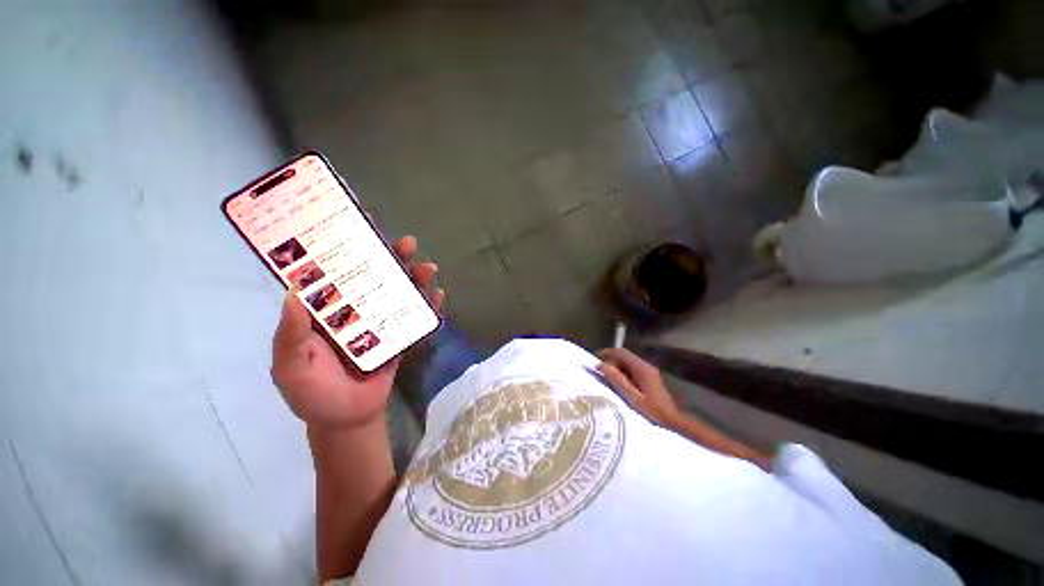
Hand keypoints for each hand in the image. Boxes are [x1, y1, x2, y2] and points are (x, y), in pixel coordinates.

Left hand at [271, 236, 444, 429]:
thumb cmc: (313, 394)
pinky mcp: (401, 335)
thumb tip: (293, 293)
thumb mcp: (290, 367)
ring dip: (415, 277)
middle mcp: (355, 309)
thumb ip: (290, 335)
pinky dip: (429, 305)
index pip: (336, 272)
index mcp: (326, 310)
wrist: (347, 419)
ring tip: (428, 267)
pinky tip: (438, 295)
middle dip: (392, 257)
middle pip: (376, 275)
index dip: (347, 248)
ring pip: (400, 292)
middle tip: (407, 243)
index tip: (361, 227)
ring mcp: (381, 321)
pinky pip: (416, 316)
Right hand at [597, 348, 681, 426]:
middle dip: (610, 360)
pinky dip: (621, 372)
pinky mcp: (649, 378)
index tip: (595, 358)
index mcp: (642, 368)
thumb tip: (601, 366)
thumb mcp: (633, 398)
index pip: (622, 353)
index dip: (607, 353)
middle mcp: (645, 366)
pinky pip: (631, 369)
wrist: (673, 422)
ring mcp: (648, 371)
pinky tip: (616, 382)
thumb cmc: (653, 411)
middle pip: (624, 356)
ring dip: (615, 366)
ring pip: (628, 363)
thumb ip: (617, 381)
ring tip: (605, 377)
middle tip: (599, 370)